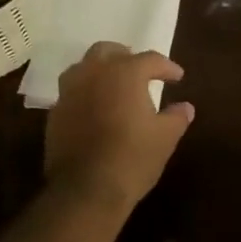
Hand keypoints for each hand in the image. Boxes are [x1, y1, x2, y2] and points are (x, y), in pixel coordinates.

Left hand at [44, 43, 194, 213]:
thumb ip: (176, 117)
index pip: (150, 59)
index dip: (167, 67)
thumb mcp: (165, 138)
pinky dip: (85, 93)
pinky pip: (71, 92)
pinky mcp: (55, 113)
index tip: (177, 77)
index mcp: (124, 73)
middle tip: (140, 70)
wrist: (85, 190)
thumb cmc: (132, 158)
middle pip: (107, 51)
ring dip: (99, 70)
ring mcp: (69, 92)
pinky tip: (94, 109)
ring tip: (113, 85)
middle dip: (125, 56)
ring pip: (83, 67)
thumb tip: (185, 107)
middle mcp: (93, 74)